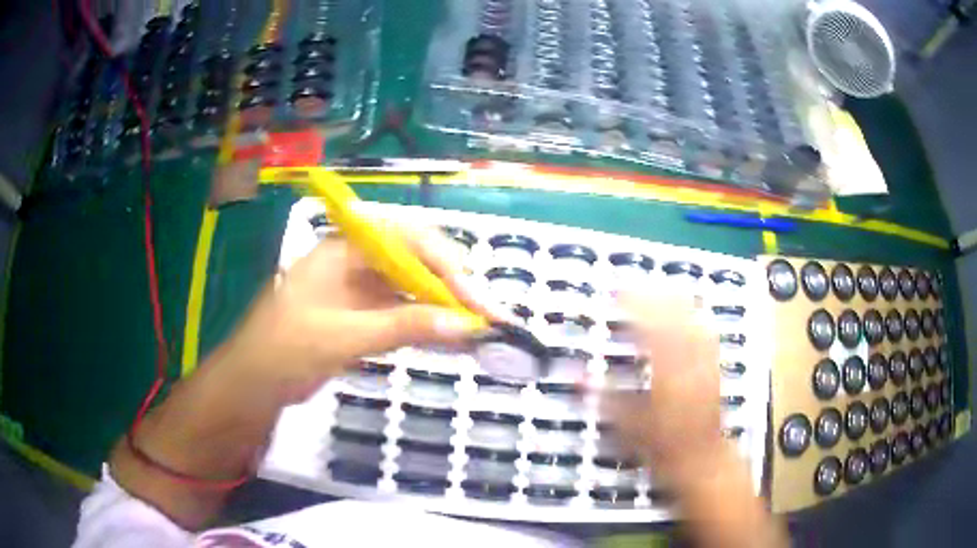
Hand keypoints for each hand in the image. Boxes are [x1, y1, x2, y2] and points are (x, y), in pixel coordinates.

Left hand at [222, 219, 496, 404]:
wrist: (252, 383)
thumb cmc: (284, 349)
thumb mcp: (341, 336)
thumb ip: (402, 326)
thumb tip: (464, 325)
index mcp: (345, 248)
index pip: (409, 240)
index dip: (447, 266)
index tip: (476, 301)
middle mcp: (356, 261)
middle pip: (417, 261)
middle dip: (454, 286)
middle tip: (489, 317)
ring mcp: (359, 289)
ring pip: (413, 289)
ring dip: (445, 307)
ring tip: (480, 330)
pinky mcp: (362, 316)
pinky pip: (403, 313)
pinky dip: (427, 326)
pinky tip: (451, 339)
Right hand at [604, 292, 787, 547]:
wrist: (702, 460)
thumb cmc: (663, 447)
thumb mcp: (628, 425)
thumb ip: (603, 397)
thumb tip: (576, 376)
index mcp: (667, 370)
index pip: (650, 325)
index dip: (633, 303)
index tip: (617, 290)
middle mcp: (689, 360)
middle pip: (675, 314)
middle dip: (654, 294)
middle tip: (636, 284)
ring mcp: (705, 362)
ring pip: (693, 319)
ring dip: (676, 301)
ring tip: (660, 289)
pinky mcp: (714, 367)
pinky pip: (706, 333)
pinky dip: (695, 317)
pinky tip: (690, 313)